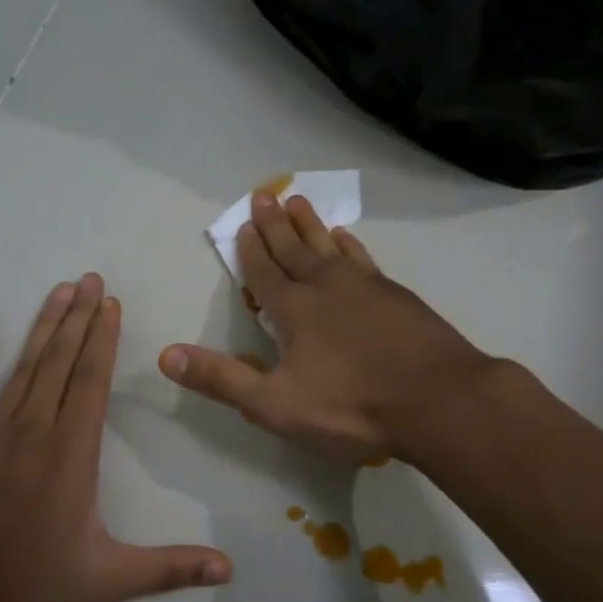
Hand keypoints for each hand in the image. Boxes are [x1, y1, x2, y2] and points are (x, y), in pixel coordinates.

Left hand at [0, 274, 232, 601]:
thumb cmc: (28, 583)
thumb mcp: (106, 580)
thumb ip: (169, 569)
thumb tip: (228, 570)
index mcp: (72, 451)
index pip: (92, 379)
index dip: (103, 338)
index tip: (110, 303)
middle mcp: (34, 426)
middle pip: (62, 359)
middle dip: (79, 316)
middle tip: (91, 278)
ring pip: (24, 363)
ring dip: (44, 324)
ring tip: (60, 289)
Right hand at [158, 194, 492, 462]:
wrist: (437, 400)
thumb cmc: (351, 406)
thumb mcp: (275, 403)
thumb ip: (222, 379)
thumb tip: (165, 355)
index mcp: (294, 310)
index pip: (264, 272)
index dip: (250, 250)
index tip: (243, 223)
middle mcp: (326, 287)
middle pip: (294, 249)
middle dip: (275, 225)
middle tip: (264, 195)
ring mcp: (365, 286)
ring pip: (328, 246)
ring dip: (310, 225)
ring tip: (299, 202)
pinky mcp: (396, 295)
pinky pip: (363, 258)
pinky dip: (349, 245)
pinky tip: (346, 238)